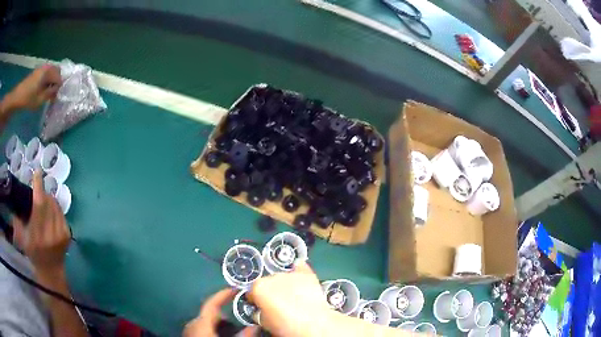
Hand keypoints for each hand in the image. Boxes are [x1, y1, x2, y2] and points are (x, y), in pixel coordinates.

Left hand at [4, 64, 60, 111]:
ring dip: (51, 81)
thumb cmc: (28, 99)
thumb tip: (57, 90)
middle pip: (56, 72)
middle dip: (56, 82)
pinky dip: (47, 80)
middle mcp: (46, 66)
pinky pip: (46, 74)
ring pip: (51, 72)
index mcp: (48, 71)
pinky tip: (43, 89)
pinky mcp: (37, 72)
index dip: (58, 88)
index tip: (55, 98)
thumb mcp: (39, 100)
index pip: (59, 77)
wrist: (17, 97)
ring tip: (48, 93)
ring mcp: (41, 68)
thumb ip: (50, 93)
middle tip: (53, 95)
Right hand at [12, 170, 70, 274]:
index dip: (38, 185)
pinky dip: (56, 209)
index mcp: (37, 234)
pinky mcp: (68, 235)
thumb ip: (18, 222)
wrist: (51, 272)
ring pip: (56, 205)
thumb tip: (16, 201)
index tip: (37, 172)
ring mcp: (61, 235)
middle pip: (48, 201)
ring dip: (50, 200)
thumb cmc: (34, 254)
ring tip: (45, 203)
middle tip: (39, 192)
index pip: (39, 203)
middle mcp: (50, 233)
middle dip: (43, 192)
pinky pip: (61, 214)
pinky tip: (51, 213)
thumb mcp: (23, 239)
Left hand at [184, 288, 257, 336]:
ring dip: (219, 323)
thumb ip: (245, 335)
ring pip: (206, 322)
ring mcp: (190, 331)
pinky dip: (213, 329)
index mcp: (201, 323)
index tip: (237, 289)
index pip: (212, 303)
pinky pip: (202, 328)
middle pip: (209, 313)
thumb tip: (256, 326)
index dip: (224, 294)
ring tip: (233, 328)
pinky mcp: (191, 336)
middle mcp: (193, 323)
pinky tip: (221, 335)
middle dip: (225, 313)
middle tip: (240, 316)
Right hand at [247, 261, 333, 336]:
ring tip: (292, 297)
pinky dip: (298, 270)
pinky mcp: (307, 275)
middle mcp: (272, 277)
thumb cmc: (286, 326)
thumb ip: (260, 312)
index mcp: (258, 288)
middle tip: (278, 305)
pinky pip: (300, 267)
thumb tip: (262, 311)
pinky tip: (298, 272)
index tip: (260, 307)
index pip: (251, 292)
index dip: (255, 300)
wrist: (313, 325)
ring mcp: (290, 274)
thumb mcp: (265, 323)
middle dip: (271, 292)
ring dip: (285, 284)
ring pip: (283, 276)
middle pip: (268, 282)